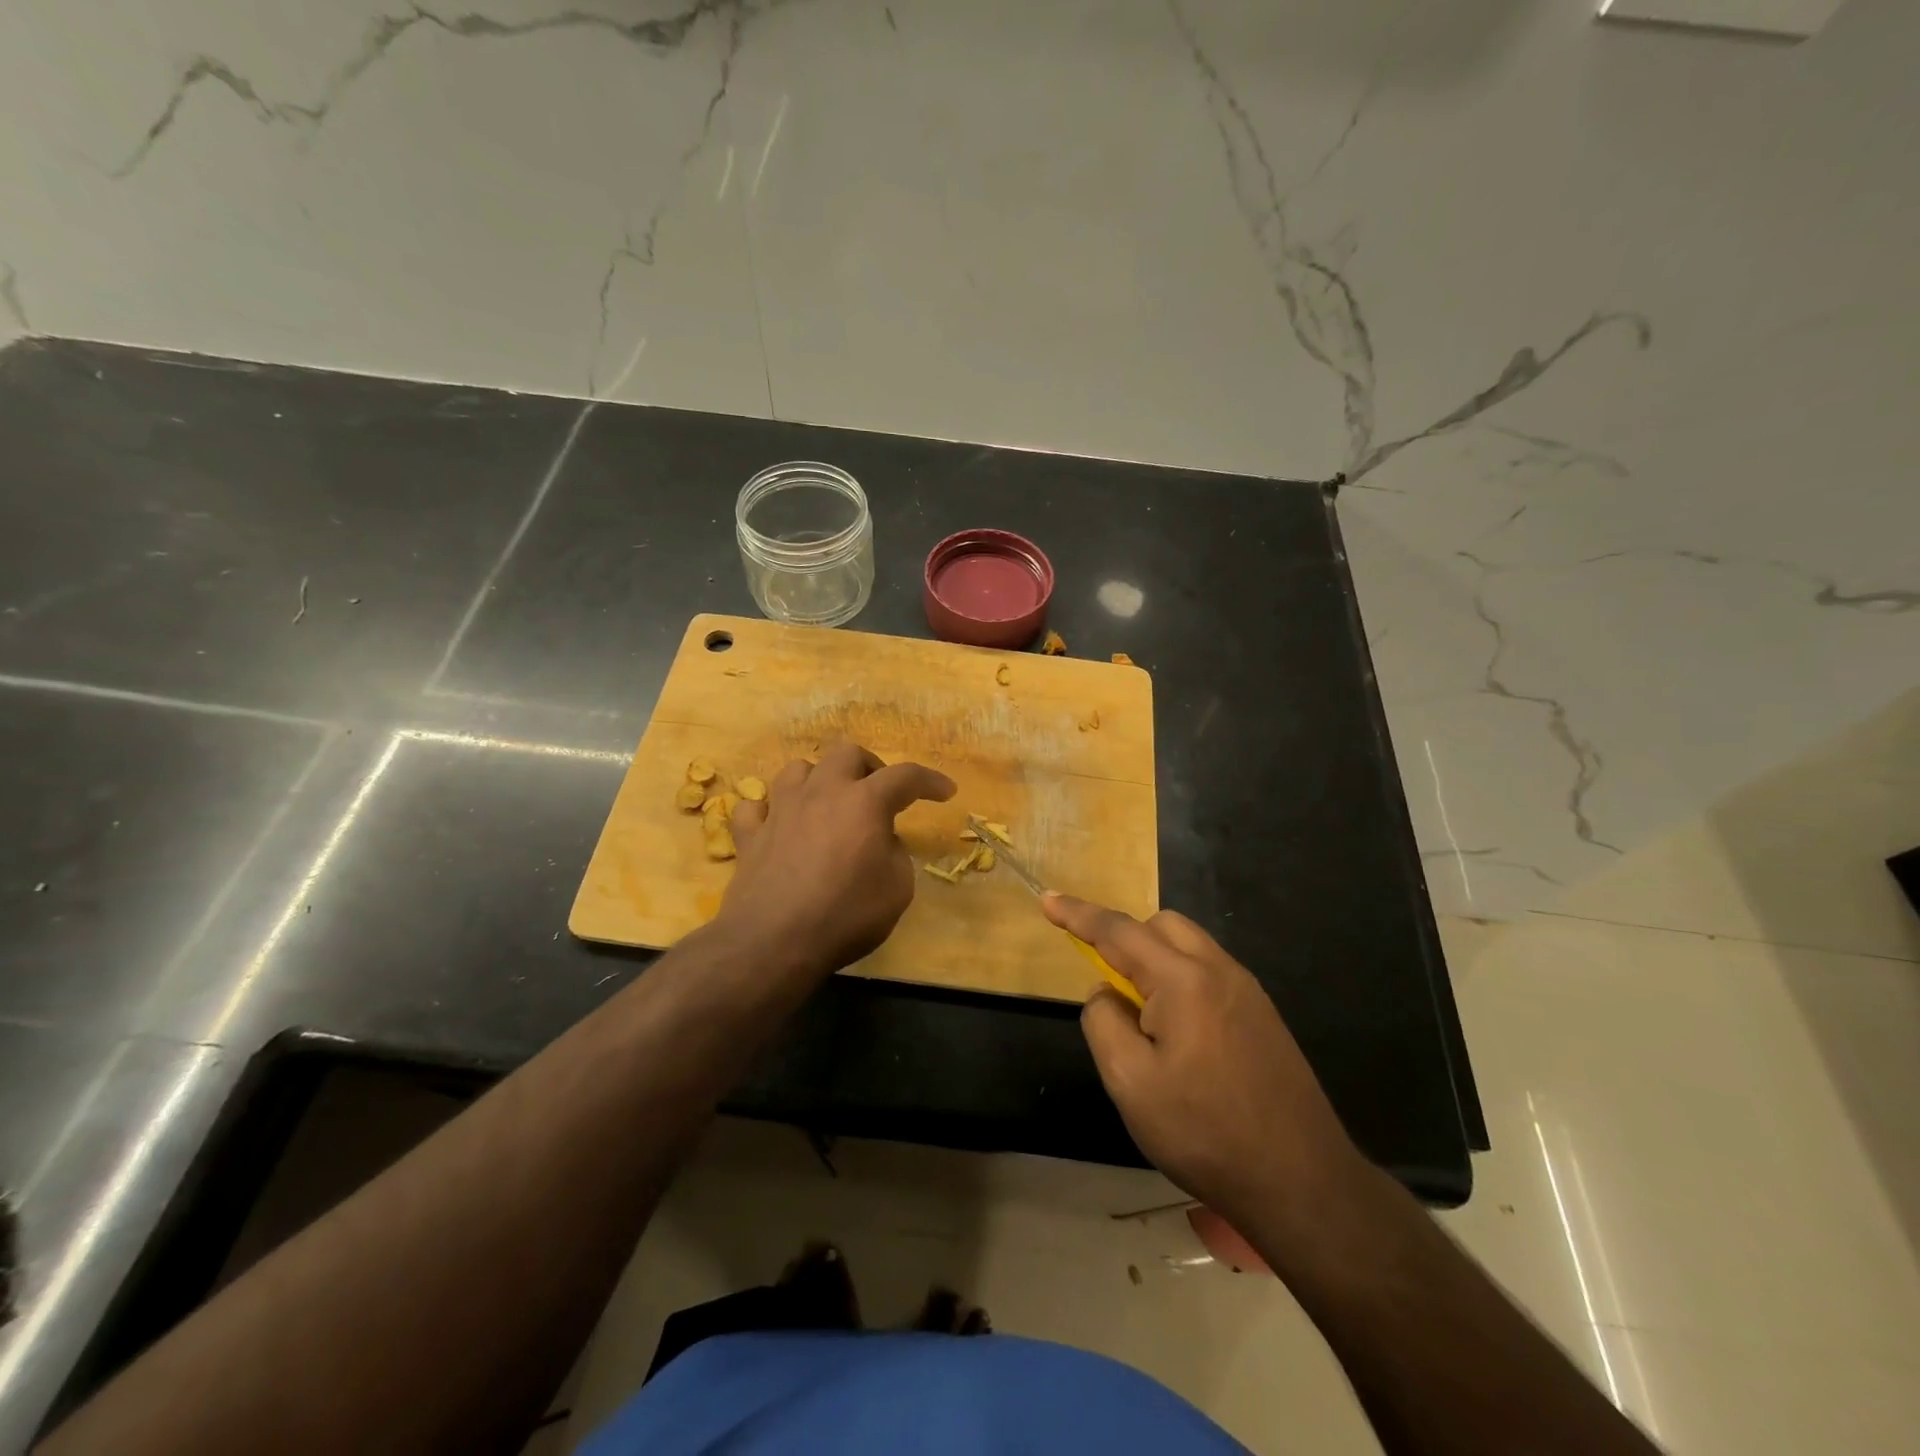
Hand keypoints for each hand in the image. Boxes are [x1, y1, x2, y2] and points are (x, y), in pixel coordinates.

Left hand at [720, 740, 955, 978]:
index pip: (905, 776)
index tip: (945, 791)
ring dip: (818, 779)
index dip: (930, 780)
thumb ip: (895, 854)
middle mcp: (822, 793)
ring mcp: (781, 810)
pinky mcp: (750, 834)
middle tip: (878, 794)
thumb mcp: (897, 889)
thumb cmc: (846, 915)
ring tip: (828, 803)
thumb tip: (880, 841)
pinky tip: (779, 826)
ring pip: (797, 769)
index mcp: (865, 802)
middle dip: (868, 767)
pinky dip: (770, 811)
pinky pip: (756, 806)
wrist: (774, 941)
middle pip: (846, 753)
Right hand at [1043, 894, 1364, 1227]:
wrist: (1302, 1182)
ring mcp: (1248, 991)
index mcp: (1182, 979)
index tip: (1048, 898)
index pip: (1118, 931)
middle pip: (1160, 925)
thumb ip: (1103, 1022)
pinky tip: (1180, 1032)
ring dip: (1154, 957)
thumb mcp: (1130, 1083)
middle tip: (1105, 980)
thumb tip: (1106, 992)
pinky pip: (1209, 971)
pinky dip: (1181, 978)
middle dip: (1124, 936)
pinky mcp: (1263, 1015)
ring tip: (1142, 1013)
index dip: (1078, 913)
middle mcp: (1219, 970)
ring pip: (1189, 945)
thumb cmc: (1205, 1132)